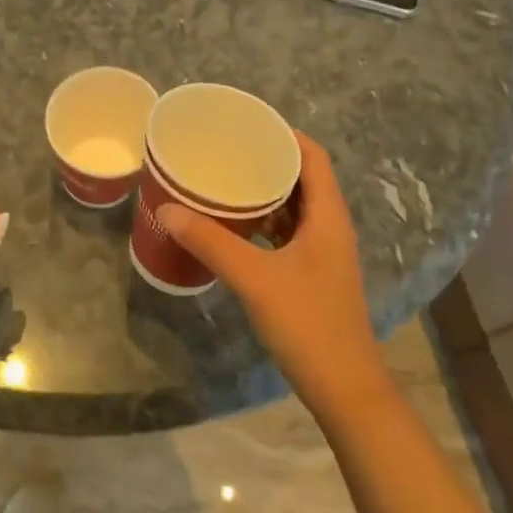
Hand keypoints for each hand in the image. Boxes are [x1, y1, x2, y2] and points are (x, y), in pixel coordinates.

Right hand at [160, 132, 390, 418]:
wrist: (343, 388)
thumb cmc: (307, 324)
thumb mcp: (254, 278)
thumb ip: (211, 242)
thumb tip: (168, 209)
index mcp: (327, 217)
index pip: (313, 157)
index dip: (285, 134)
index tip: (248, 123)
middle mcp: (330, 227)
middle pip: (303, 179)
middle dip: (267, 162)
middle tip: (226, 151)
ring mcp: (323, 253)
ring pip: (294, 208)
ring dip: (265, 194)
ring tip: (225, 181)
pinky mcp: (313, 274)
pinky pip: (288, 234)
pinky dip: (264, 223)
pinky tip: (234, 227)